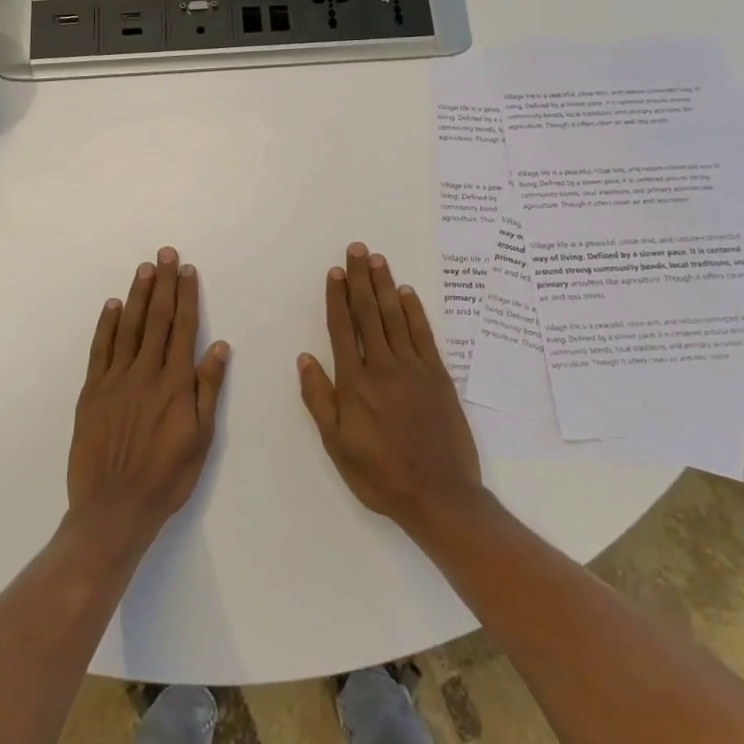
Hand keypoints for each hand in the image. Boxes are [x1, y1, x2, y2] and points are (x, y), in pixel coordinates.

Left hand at [67, 247, 230, 553]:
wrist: (113, 509)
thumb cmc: (166, 477)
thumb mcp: (201, 439)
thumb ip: (207, 389)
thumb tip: (219, 346)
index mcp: (174, 383)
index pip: (183, 329)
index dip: (187, 297)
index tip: (188, 271)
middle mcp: (145, 373)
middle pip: (157, 319)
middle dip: (163, 284)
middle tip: (165, 254)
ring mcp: (115, 380)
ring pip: (129, 327)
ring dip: (137, 296)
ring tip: (144, 269)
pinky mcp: (91, 392)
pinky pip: (100, 350)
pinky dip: (106, 325)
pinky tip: (112, 305)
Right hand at [298, 242, 484, 541]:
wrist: (438, 494)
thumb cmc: (380, 474)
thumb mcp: (336, 444)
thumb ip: (319, 399)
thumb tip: (305, 358)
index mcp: (355, 383)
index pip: (342, 329)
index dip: (337, 298)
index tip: (334, 272)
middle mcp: (383, 366)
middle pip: (369, 314)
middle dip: (360, 279)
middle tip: (356, 249)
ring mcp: (414, 368)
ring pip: (396, 317)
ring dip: (385, 286)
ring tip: (377, 259)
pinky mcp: (438, 376)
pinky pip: (424, 335)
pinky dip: (415, 311)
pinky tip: (407, 293)